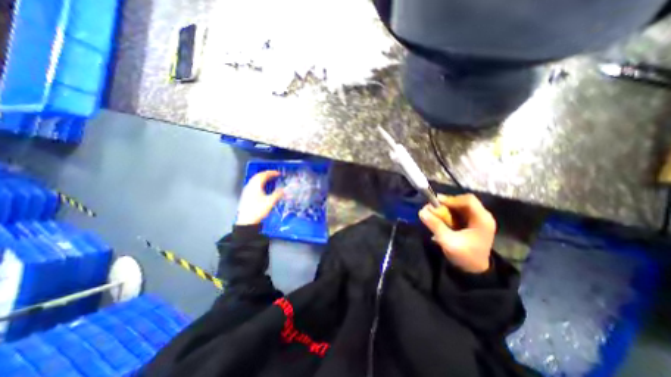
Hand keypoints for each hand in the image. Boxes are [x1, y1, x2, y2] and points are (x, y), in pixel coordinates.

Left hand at [236, 170, 281, 224]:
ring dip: (262, 177)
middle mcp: (250, 186)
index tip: (278, 173)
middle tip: (274, 174)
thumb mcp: (270, 202)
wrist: (246, 221)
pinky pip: (253, 184)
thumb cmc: (258, 210)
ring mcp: (247, 190)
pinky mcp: (246, 195)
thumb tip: (284, 190)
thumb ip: (278, 194)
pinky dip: (259, 182)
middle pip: (258, 176)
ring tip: (269, 179)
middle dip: (267, 174)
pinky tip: (262, 187)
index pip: (264, 175)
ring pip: (255, 180)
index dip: (271, 173)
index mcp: (256, 185)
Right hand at [417, 194, 497, 273]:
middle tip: (432, 208)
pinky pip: (458, 212)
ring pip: (460, 206)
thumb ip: (435, 225)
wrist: (474, 271)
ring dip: (446, 208)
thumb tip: (422, 211)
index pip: (468, 200)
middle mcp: (482, 216)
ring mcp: (477, 219)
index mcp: (482, 219)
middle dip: (447, 204)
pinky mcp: (471, 222)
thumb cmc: (465, 256)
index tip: (436, 203)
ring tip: (434, 213)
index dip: (451, 199)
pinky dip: (448, 213)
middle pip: (463, 201)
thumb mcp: (448, 241)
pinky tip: (441, 218)